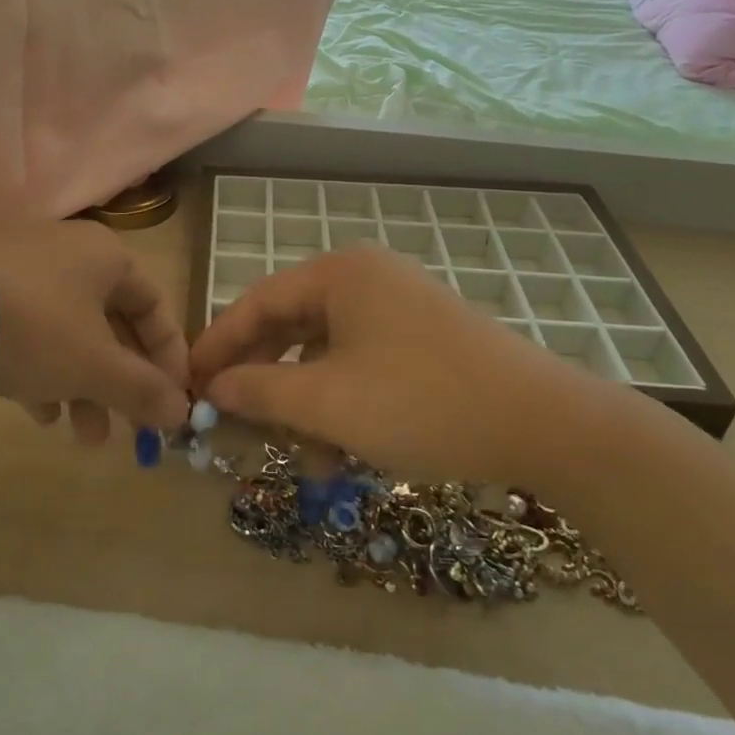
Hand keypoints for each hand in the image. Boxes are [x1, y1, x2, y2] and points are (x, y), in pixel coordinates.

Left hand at [0, 221, 189, 442]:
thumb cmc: (33, 326)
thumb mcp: (94, 366)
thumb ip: (142, 390)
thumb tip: (182, 412)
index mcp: (107, 258)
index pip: (155, 307)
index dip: (169, 357)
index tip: (172, 403)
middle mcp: (69, 253)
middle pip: (112, 324)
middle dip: (121, 383)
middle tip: (127, 431)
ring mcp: (22, 266)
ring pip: (69, 332)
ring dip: (83, 385)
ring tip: (81, 435)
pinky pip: (28, 329)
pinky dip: (42, 368)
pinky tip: (35, 409)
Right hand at [188, 246, 591, 481]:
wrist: (545, 425)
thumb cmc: (421, 402)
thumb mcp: (327, 402)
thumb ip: (260, 390)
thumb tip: (213, 388)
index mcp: (339, 275)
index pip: (257, 302)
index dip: (218, 345)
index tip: (189, 382)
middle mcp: (366, 280)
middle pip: (291, 328)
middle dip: (264, 382)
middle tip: (234, 422)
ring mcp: (398, 308)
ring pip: (327, 355)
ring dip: (306, 406)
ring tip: (301, 460)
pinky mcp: (423, 340)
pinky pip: (361, 366)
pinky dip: (343, 405)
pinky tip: (341, 453)